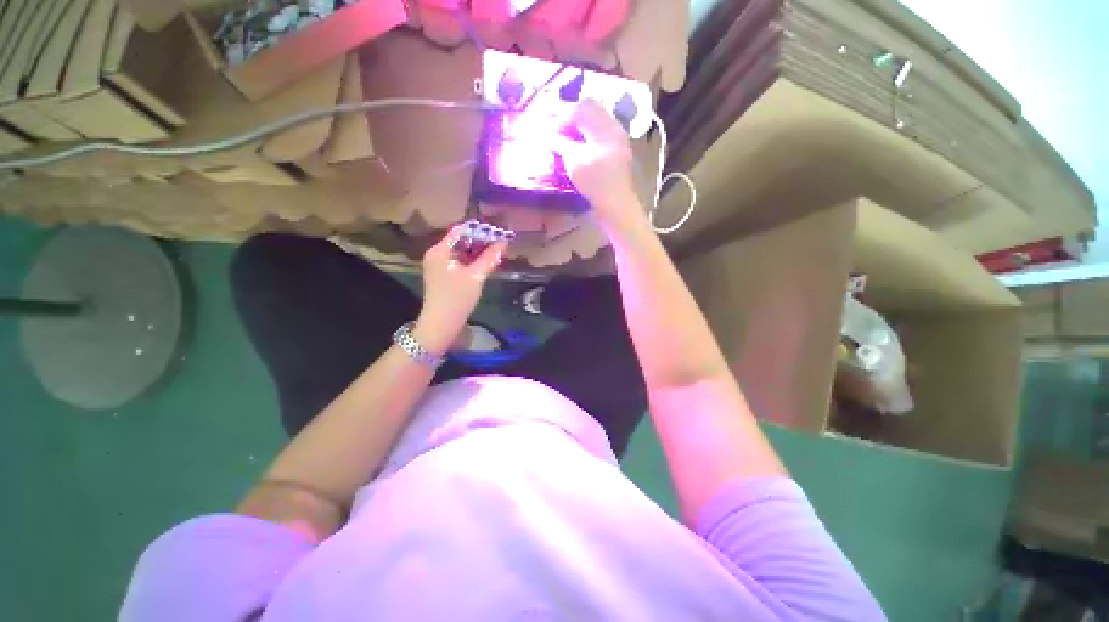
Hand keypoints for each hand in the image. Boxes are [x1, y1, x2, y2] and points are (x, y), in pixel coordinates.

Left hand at [415, 226, 506, 352]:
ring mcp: (439, 265)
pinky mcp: (443, 275)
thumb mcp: (476, 276)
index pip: (460, 231)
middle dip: (480, 240)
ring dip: (477, 251)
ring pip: (461, 251)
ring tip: (496, 250)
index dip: (479, 229)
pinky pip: (459, 261)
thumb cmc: (457, 298)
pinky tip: (486, 262)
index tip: (497, 231)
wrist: (441, 324)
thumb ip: (490, 258)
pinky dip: (472, 260)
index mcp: (440, 250)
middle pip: (460, 240)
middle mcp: (437, 254)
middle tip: (500, 241)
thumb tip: (503, 242)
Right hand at [554, 99, 644, 231]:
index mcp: (604, 126)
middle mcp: (613, 128)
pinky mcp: (617, 153)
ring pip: (596, 121)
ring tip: (565, 136)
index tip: (549, 125)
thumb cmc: (595, 183)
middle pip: (591, 110)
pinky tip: (578, 147)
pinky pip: (600, 135)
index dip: (562, 114)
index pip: (581, 107)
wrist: (617, 206)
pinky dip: (586, 136)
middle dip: (571, 115)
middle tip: (556, 127)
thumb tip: (549, 135)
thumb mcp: (574, 161)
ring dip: (579, 125)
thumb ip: (561, 143)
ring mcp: (618, 140)